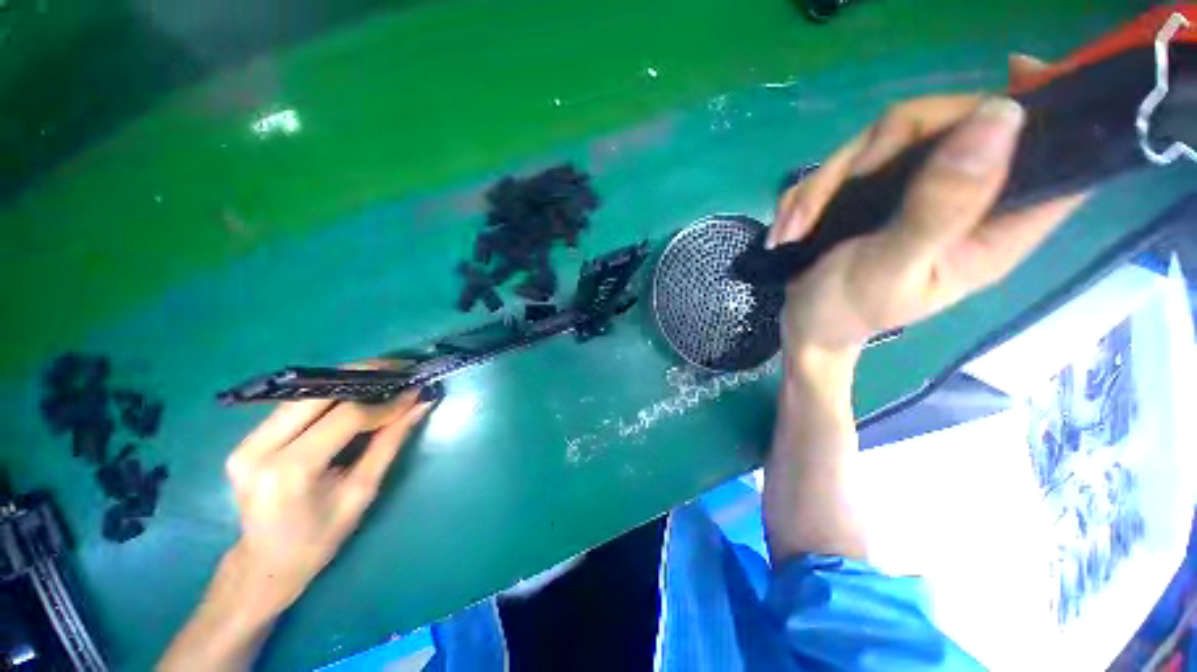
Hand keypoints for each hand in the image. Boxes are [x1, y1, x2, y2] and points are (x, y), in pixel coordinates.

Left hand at [161, 374, 433, 670]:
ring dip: (348, 380)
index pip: (344, 417)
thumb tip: (420, 404)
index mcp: (289, 471)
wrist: (265, 564)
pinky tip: (356, 393)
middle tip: (400, 369)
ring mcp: (246, 442)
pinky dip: (330, 394)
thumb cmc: (320, 538)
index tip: (415, 393)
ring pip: (305, 392)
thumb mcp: (362, 491)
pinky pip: (296, 404)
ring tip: (384, 377)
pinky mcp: (247, 440)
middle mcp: (258, 449)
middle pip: (318, 392)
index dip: (385, 403)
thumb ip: (390, 442)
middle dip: (364, 374)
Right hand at [770, 56, 1085, 362]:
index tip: (1018, 70)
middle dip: (882, 148)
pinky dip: (809, 193)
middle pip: (950, 122)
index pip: (1054, 158)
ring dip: (826, 182)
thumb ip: (940, 206)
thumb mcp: (890, 268)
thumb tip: (1000, 117)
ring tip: (798, 229)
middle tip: (844, 189)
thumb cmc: (847, 310)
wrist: (804, 323)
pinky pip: (843, 163)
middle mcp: (962, 198)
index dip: (1054, 107)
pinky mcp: (873, 191)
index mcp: (991, 227)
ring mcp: (914, 191)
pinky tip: (795, 228)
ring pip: (886, 137)